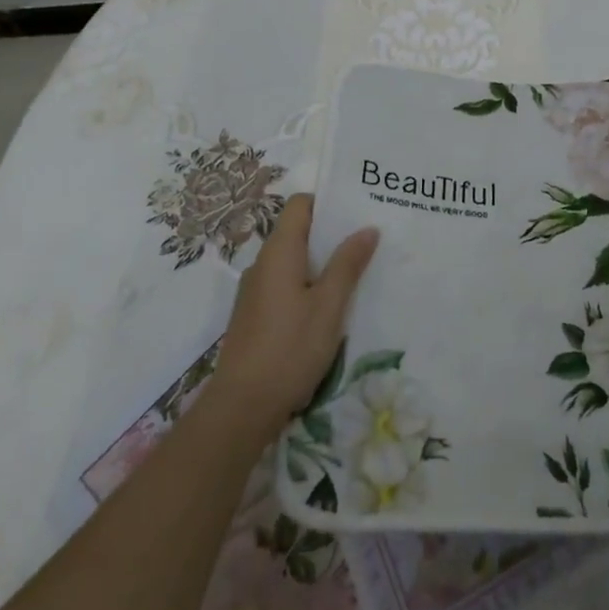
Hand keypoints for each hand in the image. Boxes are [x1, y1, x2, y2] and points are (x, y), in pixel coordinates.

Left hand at [209, 194, 378, 445]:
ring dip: (321, 262)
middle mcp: (263, 264)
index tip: (358, 209)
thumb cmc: (290, 348)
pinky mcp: (254, 316)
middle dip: (331, 234)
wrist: (241, 407)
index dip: (327, 201)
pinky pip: (285, 285)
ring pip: (293, 261)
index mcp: (279, 251)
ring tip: (355, 271)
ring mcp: (255, 291)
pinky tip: (329, 306)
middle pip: (297, 231)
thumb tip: (367, 228)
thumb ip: (348, 264)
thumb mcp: (329, 305)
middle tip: (367, 239)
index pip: (300, 205)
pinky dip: (307, 285)